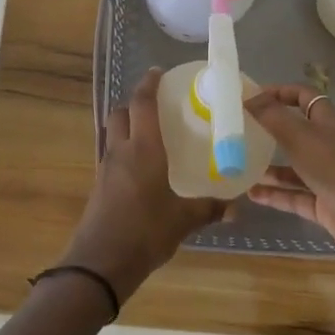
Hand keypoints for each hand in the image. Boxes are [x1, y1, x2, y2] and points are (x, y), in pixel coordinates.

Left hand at [58, 68, 225, 302]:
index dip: (149, 84)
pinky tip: (139, 168)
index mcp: (143, 149)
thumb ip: (209, 209)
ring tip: (149, 135)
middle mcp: (121, 151)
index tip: (157, 72)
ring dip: (126, 126)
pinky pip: (111, 156)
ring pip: (113, 134)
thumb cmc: (145, 232)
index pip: (142, 104)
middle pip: (120, 113)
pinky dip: (123, 151)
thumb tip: (236, 208)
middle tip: (155, 106)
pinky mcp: (99, 186)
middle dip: (134, 103)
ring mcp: (106, 168)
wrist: (100, 262)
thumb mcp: (183, 221)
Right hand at [242, 86, 334, 264]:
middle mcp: (328, 146)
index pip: (303, 97)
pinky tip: (250, 194)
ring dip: (268, 165)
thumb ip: (272, 116)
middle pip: (296, 132)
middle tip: (237, 131)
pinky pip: (295, 196)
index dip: (279, 92)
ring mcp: (328, 177)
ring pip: (294, 167)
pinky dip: (274, 195)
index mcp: (328, 122)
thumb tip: (247, 97)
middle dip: (269, 130)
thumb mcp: (301, 137)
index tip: (250, 97)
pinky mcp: (325, 206)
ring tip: (237, 164)